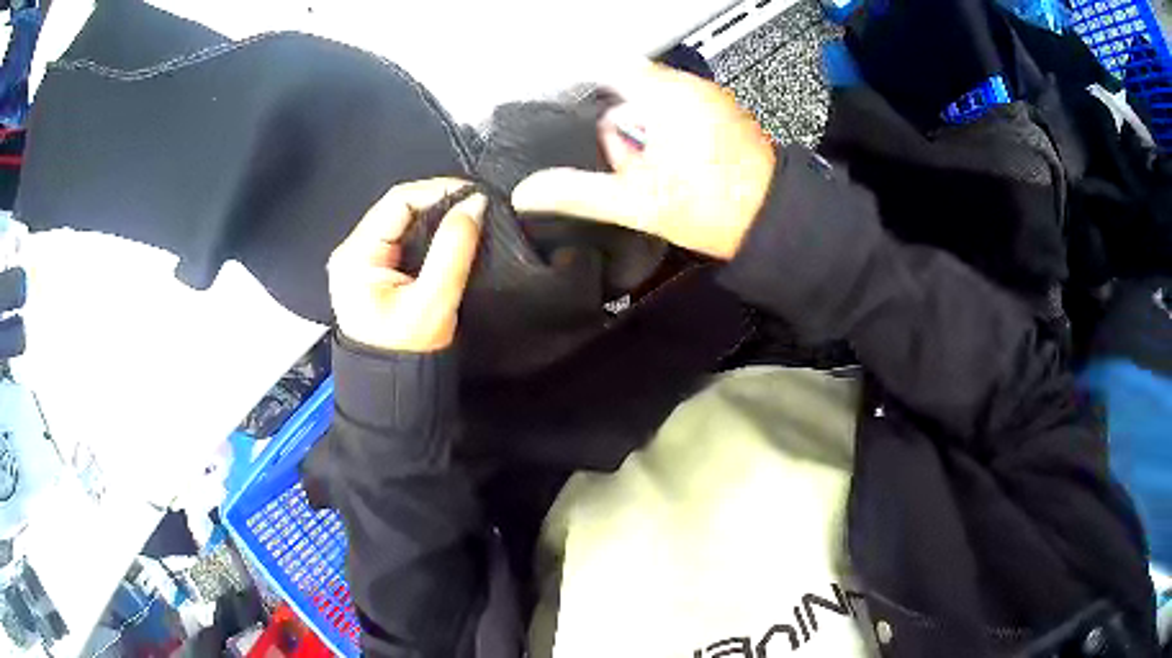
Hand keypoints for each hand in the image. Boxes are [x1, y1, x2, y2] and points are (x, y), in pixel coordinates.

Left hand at [327, 178, 486, 352]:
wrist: (393, 390)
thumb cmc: (408, 351)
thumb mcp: (433, 301)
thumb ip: (453, 249)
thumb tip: (475, 203)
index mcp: (356, 255)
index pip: (398, 202)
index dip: (438, 190)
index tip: (476, 194)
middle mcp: (352, 250)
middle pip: (398, 208)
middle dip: (439, 201)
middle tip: (477, 205)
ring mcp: (361, 260)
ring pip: (402, 221)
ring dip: (436, 216)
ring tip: (469, 216)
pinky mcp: (374, 270)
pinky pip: (403, 238)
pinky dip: (429, 233)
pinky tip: (451, 234)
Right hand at [511, 63, 775, 259]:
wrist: (771, 221)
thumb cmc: (718, 207)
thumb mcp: (636, 202)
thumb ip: (578, 192)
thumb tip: (533, 191)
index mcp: (665, 96)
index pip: (604, 65)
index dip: (576, 80)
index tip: (562, 96)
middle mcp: (689, 88)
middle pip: (627, 90)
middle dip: (616, 125)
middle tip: (625, 164)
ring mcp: (708, 100)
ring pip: (653, 103)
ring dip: (641, 134)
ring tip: (653, 171)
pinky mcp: (720, 114)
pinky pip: (678, 113)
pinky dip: (664, 135)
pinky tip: (671, 168)